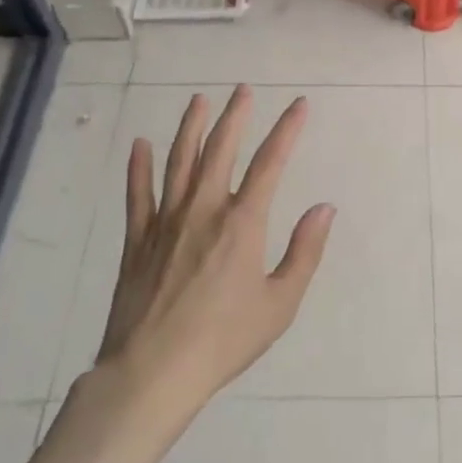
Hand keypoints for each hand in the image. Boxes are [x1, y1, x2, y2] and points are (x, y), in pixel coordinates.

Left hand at [93, 86, 335, 418]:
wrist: (153, 372)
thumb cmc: (224, 339)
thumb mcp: (280, 303)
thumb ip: (304, 251)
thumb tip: (324, 207)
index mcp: (243, 223)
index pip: (271, 163)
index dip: (287, 130)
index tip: (298, 105)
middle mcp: (204, 210)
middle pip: (220, 150)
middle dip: (235, 116)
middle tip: (242, 90)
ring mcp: (166, 222)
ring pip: (178, 161)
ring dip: (190, 127)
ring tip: (198, 100)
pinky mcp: (137, 240)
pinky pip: (138, 194)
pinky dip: (138, 167)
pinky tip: (139, 145)